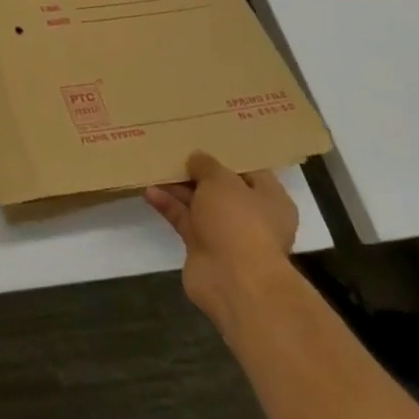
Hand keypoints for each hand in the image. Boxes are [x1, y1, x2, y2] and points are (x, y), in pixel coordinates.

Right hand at [144, 152, 299, 328]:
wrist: (234, 281)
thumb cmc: (239, 222)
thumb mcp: (222, 180)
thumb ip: (207, 165)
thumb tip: (197, 159)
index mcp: (270, 199)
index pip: (249, 170)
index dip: (226, 154)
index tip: (202, 137)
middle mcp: (251, 216)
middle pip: (220, 187)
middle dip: (196, 171)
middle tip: (172, 149)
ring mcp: (226, 233)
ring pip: (199, 203)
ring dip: (178, 187)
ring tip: (154, 165)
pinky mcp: (203, 247)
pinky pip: (183, 219)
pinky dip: (168, 205)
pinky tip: (149, 191)